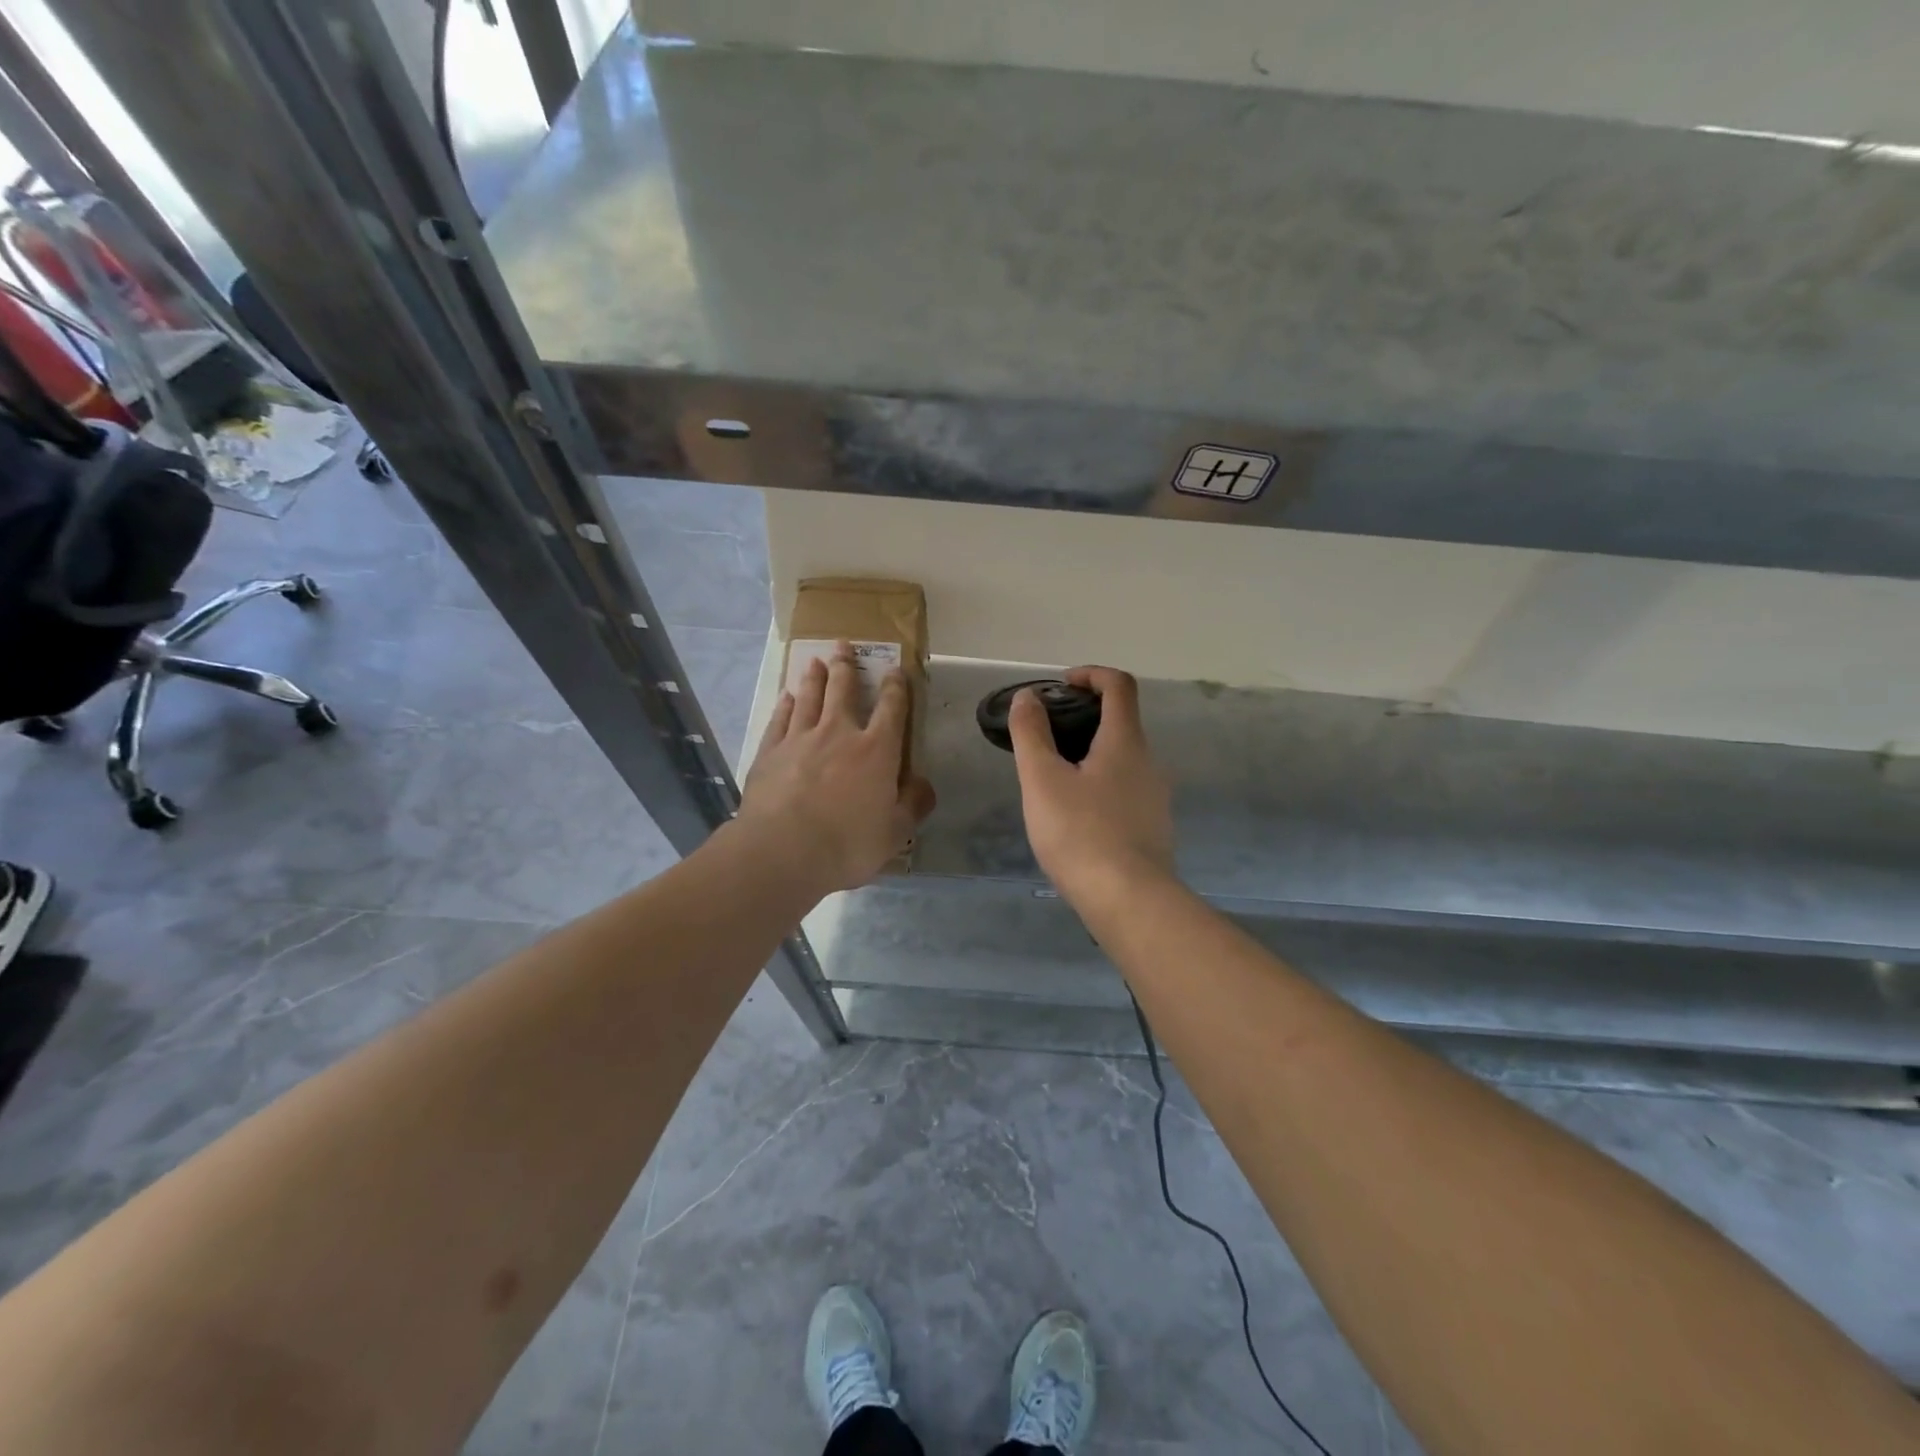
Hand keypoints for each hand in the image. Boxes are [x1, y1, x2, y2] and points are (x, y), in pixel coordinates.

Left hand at [738, 641, 936, 894]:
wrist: (782, 851)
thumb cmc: (847, 843)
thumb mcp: (895, 833)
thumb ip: (913, 805)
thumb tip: (924, 784)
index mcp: (876, 751)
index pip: (891, 709)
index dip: (895, 687)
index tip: (895, 670)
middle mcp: (839, 734)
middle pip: (843, 691)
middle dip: (846, 667)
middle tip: (843, 646)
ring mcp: (799, 740)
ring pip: (809, 699)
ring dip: (814, 678)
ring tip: (815, 661)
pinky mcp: (769, 753)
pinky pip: (780, 720)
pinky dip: (786, 706)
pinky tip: (787, 698)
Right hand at [1009, 666, 1174, 909]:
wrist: (1129, 901)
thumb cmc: (1080, 833)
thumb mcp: (1042, 780)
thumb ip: (1032, 734)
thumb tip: (1027, 696)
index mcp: (1125, 742)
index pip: (1119, 686)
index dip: (1091, 674)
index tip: (1061, 685)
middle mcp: (1149, 762)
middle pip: (1121, 723)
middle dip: (1084, 718)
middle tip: (1046, 736)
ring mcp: (1155, 797)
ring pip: (1123, 760)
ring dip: (1090, 755)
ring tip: (1053, 779)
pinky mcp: (1153, 828)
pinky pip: (1125, 791)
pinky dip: (1100, 785)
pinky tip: (1075, 816)